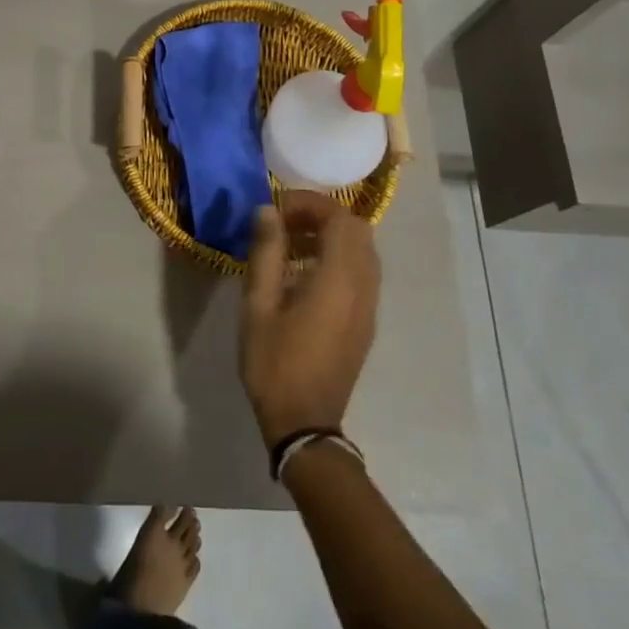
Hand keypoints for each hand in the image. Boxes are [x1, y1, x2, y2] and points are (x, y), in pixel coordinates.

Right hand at [240, 191, 380, 446]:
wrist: (305, 424)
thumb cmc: (275, 363)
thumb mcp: (258, 305)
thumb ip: (266, 252)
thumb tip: (267, 210)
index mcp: (339, 279)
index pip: (338, 218)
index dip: (309, 204)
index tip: (277, 208)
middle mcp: (363, 286)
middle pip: (356, 229)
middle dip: (321, 216)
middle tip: (285, 223)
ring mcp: (369, 306)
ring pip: (362, 250)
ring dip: (331, 236)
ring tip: (290, 245)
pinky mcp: (366, 321)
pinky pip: (361, 272)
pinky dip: (338, 258)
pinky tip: (304, 274)